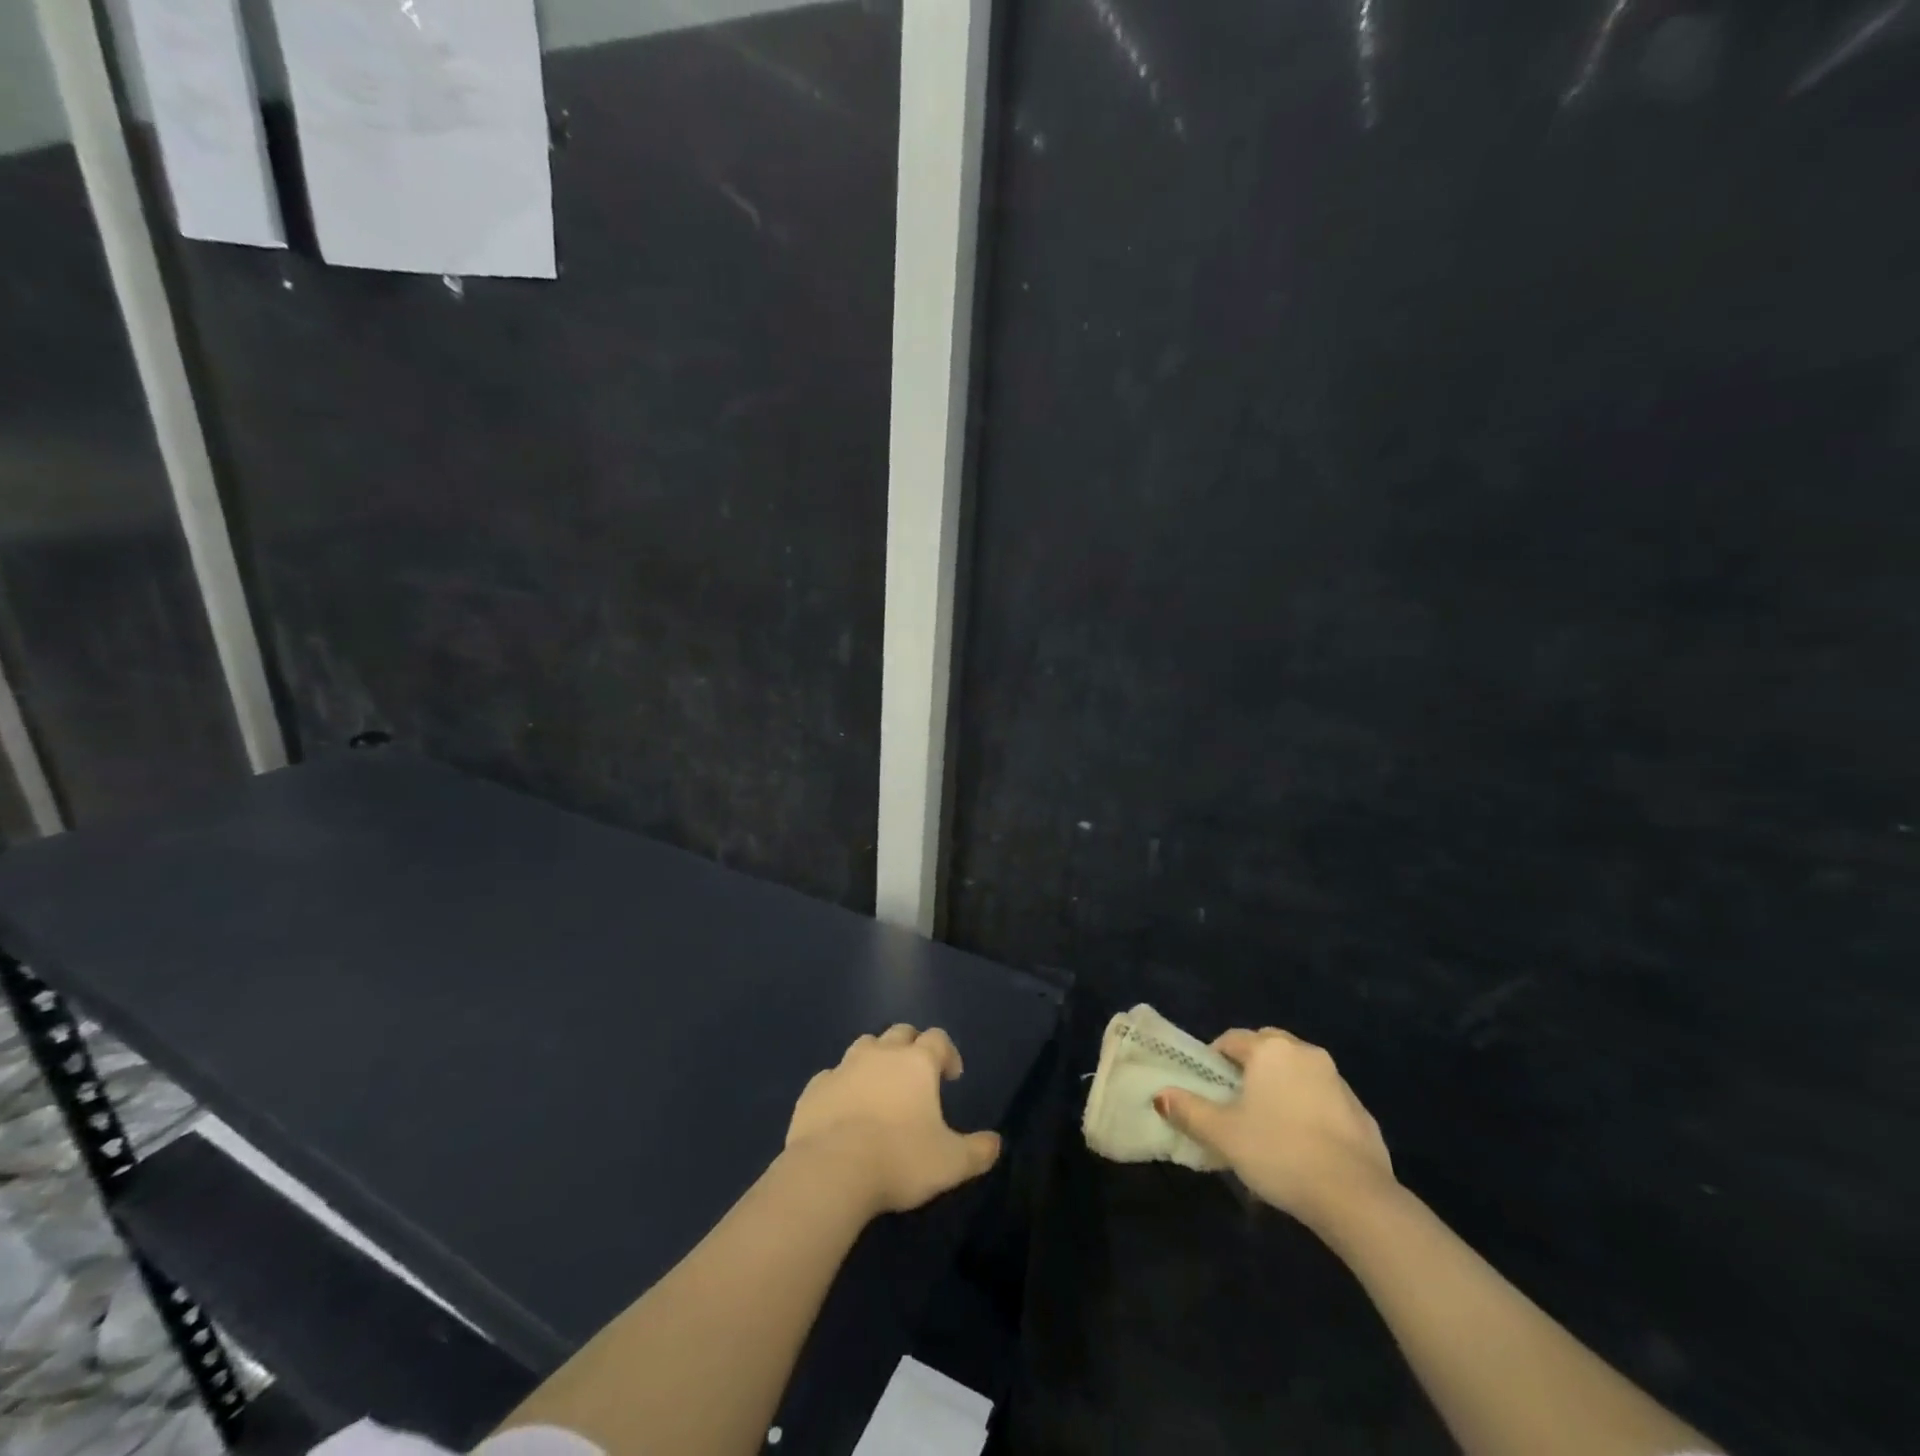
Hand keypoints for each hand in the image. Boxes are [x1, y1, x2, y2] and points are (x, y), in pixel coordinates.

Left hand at [786, 1024, 1001, 1216]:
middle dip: (912, 1047)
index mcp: (917, 1063)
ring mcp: (844, 1067)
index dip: (948, 1053)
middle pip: (900, 1033)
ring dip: (876, 1058)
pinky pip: (832, 1075)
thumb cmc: (899, 1159)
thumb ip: (977, 1151)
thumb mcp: (950, 1163)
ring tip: (880, 1086)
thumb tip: (996, 1144)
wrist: (831, 1171)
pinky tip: (844, 1107)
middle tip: (917, 1075)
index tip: (952, 1076)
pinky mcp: (815, 1088)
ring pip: (865, 1046)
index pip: (938, 1039)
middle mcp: (881, 1054)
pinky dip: (843, 1084)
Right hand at [1155, 1027, 1396, 1233]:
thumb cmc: (1279, 1152)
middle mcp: (1305, 1053)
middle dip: (1250, 1065)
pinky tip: (1303, 1144)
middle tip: (1236, 1099)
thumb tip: (1160, 1095)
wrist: (1355, 1196)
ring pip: (1298, 1071)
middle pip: (1268, 1047)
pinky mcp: (1361, 1112)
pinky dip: (1309, 1109)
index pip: (1232, 1039)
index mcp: (1270, 1050)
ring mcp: (1338, 1081)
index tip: (1207, 1086)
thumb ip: (1189, 1110)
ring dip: (1282, 1086)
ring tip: (1269, 1124)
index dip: (1214, 1058)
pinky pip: (1324, 1099)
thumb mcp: (1223, 1134)